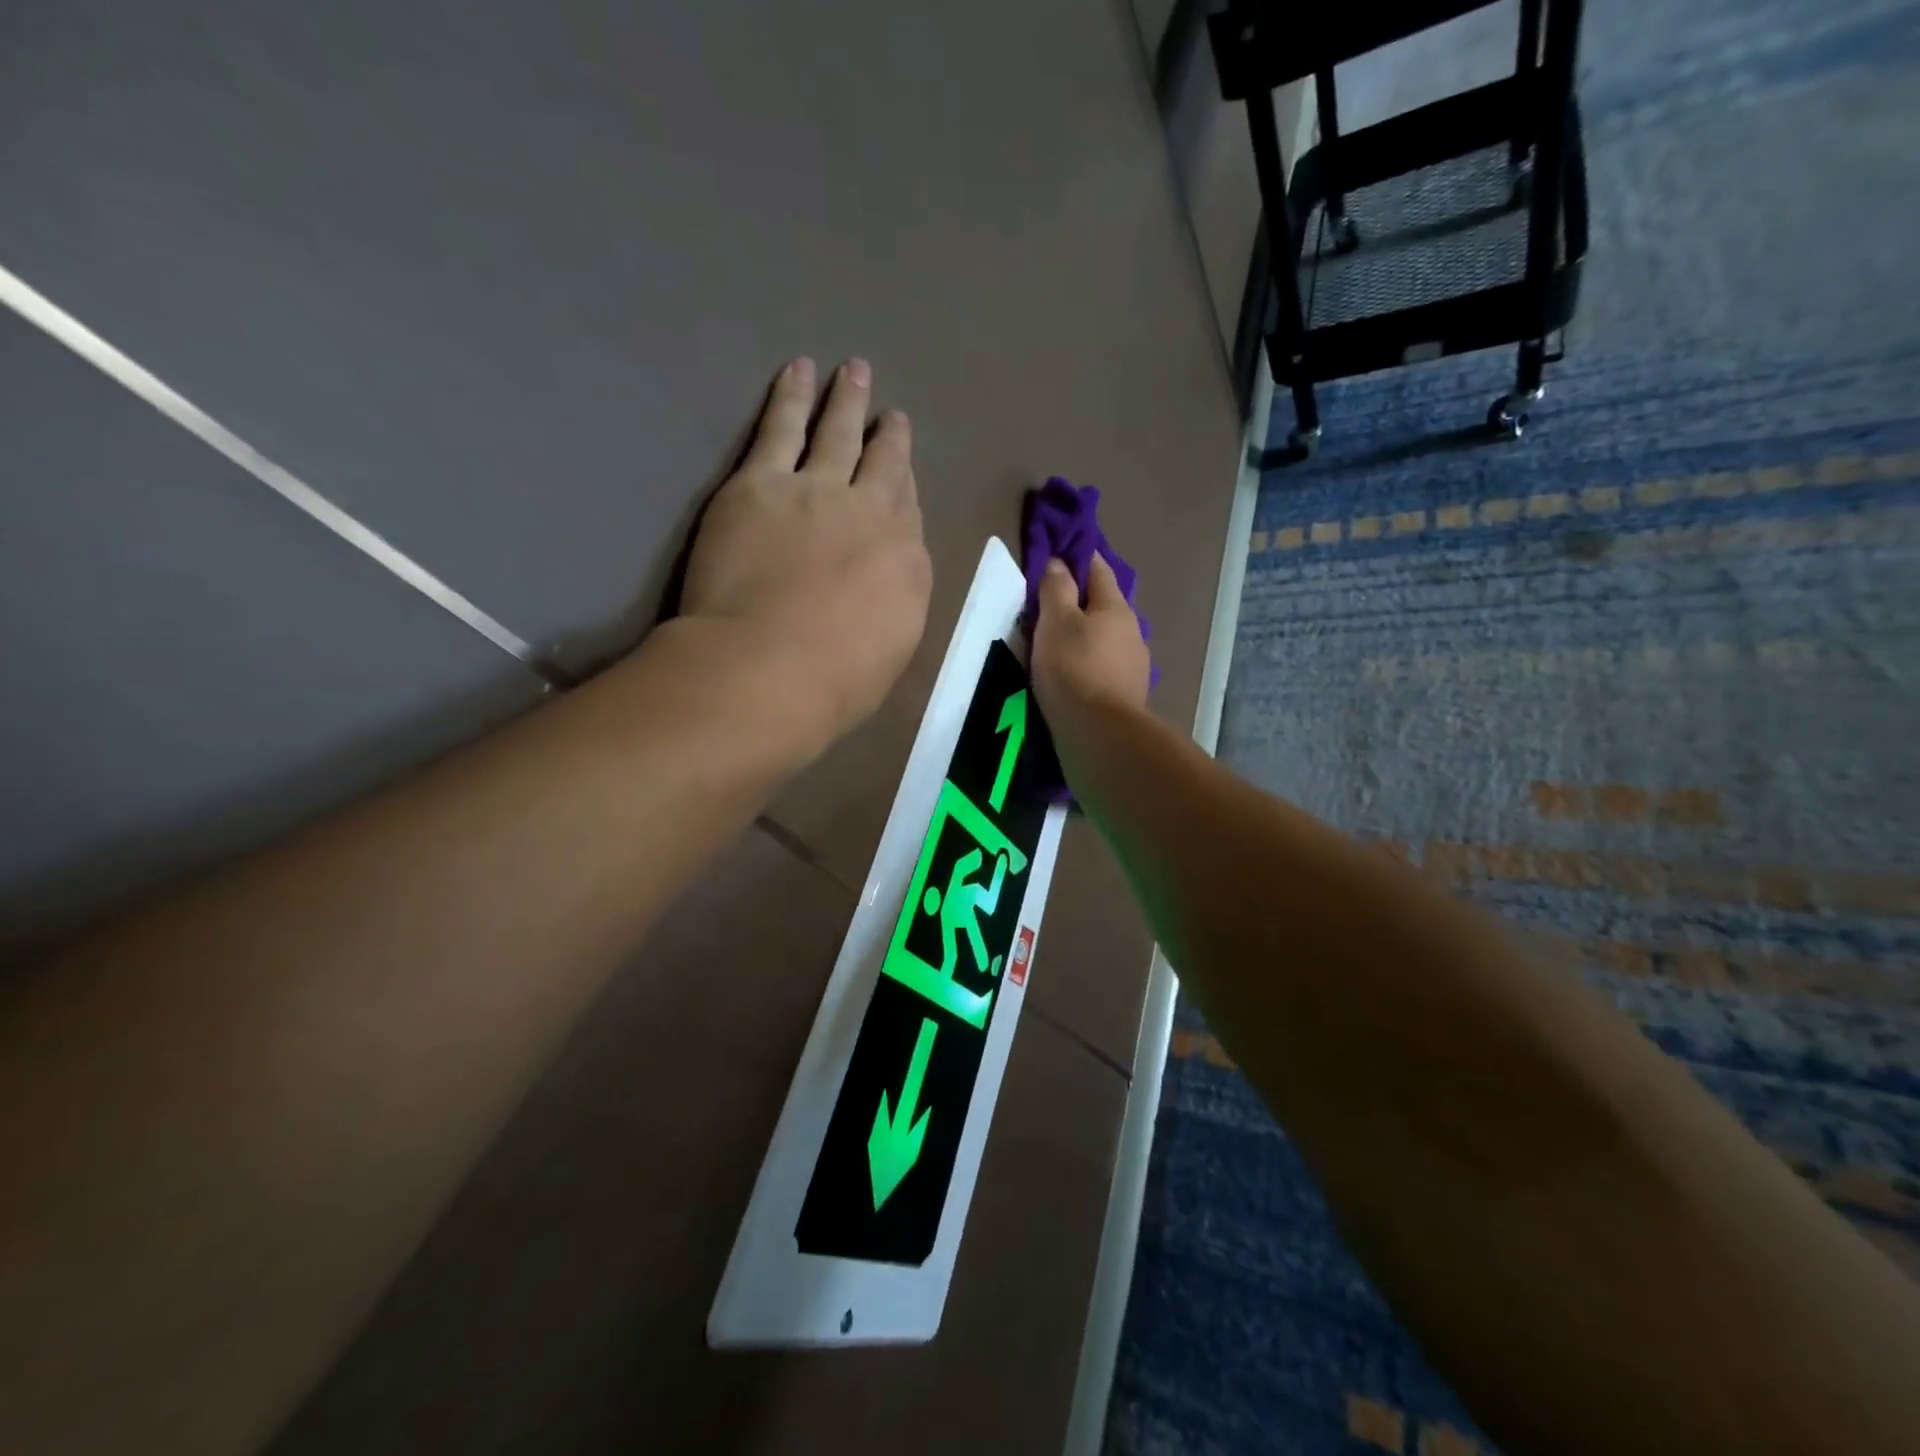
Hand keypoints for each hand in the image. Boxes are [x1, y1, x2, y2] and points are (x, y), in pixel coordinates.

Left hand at [680, 357, 931, 753]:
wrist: (769, 670)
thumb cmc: (834, 683)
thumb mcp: (889, 650)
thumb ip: (893, 603)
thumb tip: (886, 579)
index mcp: (906, 563)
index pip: (908, 514)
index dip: (905, 487)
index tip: (902, 472)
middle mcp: (872, 515)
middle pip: (885, 465)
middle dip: (889, 437)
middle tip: (893, 413)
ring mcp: (817, 492)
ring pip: (838, 434)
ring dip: (847, 401)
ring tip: (854, 371)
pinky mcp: (761, 483)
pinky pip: (780, 428)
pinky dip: (791, 396)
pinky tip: (799, 371)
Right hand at [1031, 554, 1150, 737]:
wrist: (1100, 733)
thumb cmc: (1073, 668)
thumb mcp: (1056, 621)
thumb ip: (1056, 589)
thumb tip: (1059, 562)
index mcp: (1116, 607)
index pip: (1098, 569)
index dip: (1079, 558)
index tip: (1061, 553)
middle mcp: (1132, 631)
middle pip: (1105, 606)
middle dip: (1081, 602)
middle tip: (1051, 605)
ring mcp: (1134, 665)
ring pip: (1107, 638)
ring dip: (1087, 636)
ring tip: (1060, 645)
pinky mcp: (1128, 694)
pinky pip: (1106, 667)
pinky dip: (1090, 663)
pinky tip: (1075, 675)